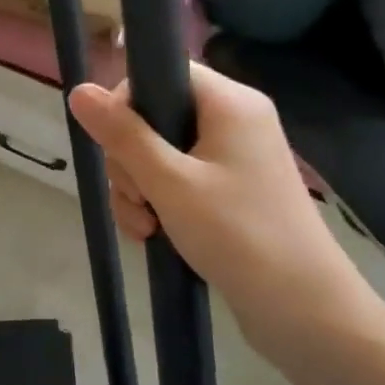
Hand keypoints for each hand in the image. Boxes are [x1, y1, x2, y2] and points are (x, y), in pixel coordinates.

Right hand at [68, 64, 377, 367]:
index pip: (162, 71)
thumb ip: (122, 135)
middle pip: (154, 116)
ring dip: (139, 189)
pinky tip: (152, 235)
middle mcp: (233, 121)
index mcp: (229, 102)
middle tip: (139, 198)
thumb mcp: (169, 183)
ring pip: (158, 154)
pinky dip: (158, 204)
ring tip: (145, 227)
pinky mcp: (229, 191)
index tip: (115, 144)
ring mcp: (232, 158)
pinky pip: (176, 181)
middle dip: (130, 160)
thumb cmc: (239, 235)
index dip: (128, 102)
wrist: (306, 314)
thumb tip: (79, 90)